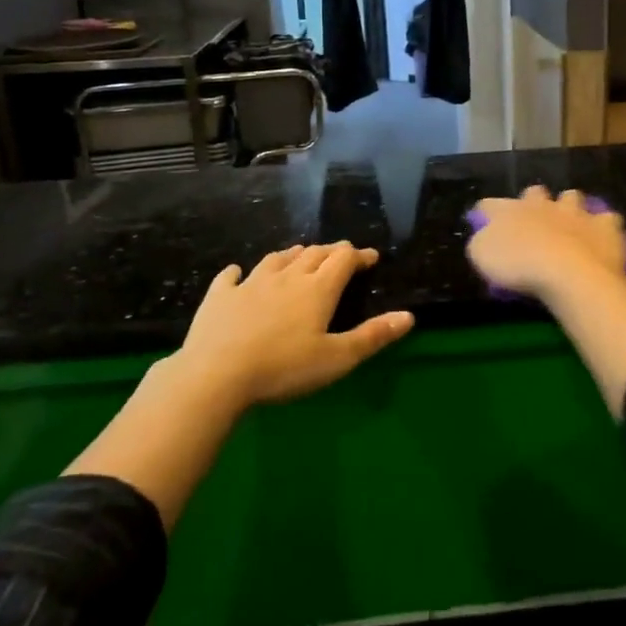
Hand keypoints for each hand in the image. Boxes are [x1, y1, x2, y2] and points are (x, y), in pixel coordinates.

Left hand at [177, 242, 414, 406]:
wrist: (216, 374)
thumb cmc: (284, 368)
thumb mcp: (337, 358)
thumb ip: (373, 336)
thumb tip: (409, 316)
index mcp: (317, 289)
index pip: (343, 259)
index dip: (359, 255)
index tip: (370, 257)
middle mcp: (286, 277)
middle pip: (313, 254)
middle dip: (330, 252)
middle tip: (341, 255)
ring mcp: (250, 283)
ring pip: (276, 259)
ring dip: (293, 254)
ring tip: (300, 255)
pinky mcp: (220, 296)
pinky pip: (230, 276)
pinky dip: (238, 272)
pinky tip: (237, 273)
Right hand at [467, 187, 625, 301]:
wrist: (568, 273)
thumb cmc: (519, 266)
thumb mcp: (482, 257)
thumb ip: (482, 241)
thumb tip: (484, 236)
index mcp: (510, 210)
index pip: (490, 204)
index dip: (486, 212)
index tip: (485, 222)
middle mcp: (542, 204)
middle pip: (534, 192)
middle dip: (533, 202)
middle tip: (532, 221)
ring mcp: (575, 212)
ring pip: (572, 197)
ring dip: (569, 207)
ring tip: (569, 225)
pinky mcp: (604, 226)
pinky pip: (607, 219)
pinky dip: (603, 227)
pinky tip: (601, 238)